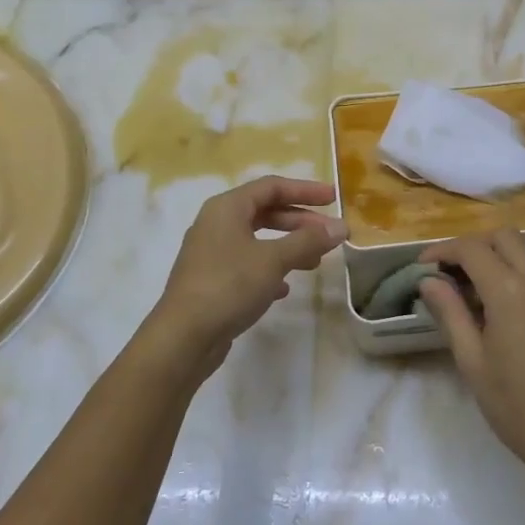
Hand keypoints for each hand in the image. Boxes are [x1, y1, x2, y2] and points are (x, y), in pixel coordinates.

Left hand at [141, 175, 345, 384]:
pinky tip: (285, 287)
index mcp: (227, 208)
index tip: (333, 199)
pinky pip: (247, 264)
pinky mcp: (211, 280)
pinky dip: (270, 269)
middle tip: (330, 234)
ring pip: (258, 239)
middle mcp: (216, 224)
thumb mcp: (273, 259)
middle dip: (300, 222)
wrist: (183, 337)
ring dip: (288, 246)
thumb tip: (341, 226)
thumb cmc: (229, 286)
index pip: (271, 187)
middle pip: (265, 212)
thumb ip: (308, 240)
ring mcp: (211, 253)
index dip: (305, 190)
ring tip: (315, 262)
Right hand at [420, 229, 524, 496]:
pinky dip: (516, 276)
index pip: (472, 249)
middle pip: (503, 238)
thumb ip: (450, 313)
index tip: (422, 267)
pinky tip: (501, 310)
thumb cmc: (520, 408)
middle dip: (472, 247)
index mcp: (512, 291)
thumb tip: (429, 281)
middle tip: (448, 274)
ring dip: (496, 259)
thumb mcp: (473, 363)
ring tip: (471, 295)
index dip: (442, 251)